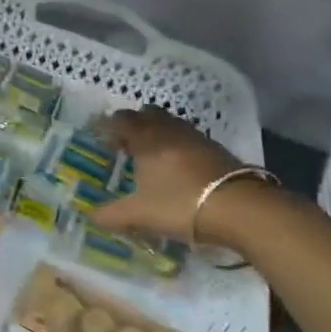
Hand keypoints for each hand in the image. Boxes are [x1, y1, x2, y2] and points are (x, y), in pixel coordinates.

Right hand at [93, 105, 253, 245]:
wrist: (240, 208)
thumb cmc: (181, 204)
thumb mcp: (140, 215)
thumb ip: (112, 215)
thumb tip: (90, 216)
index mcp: (145, 139)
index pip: (121, 121)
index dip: (108, 127)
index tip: (100, 139)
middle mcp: (168, 130)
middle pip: (146, 115)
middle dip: (133, 124)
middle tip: (124, 144)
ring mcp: (195, 137)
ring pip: (169, 123)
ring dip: (157, 132)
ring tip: (150, 154)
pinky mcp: (215, 149)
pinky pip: (187, 137)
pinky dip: (176, 144)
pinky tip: (177, 165)